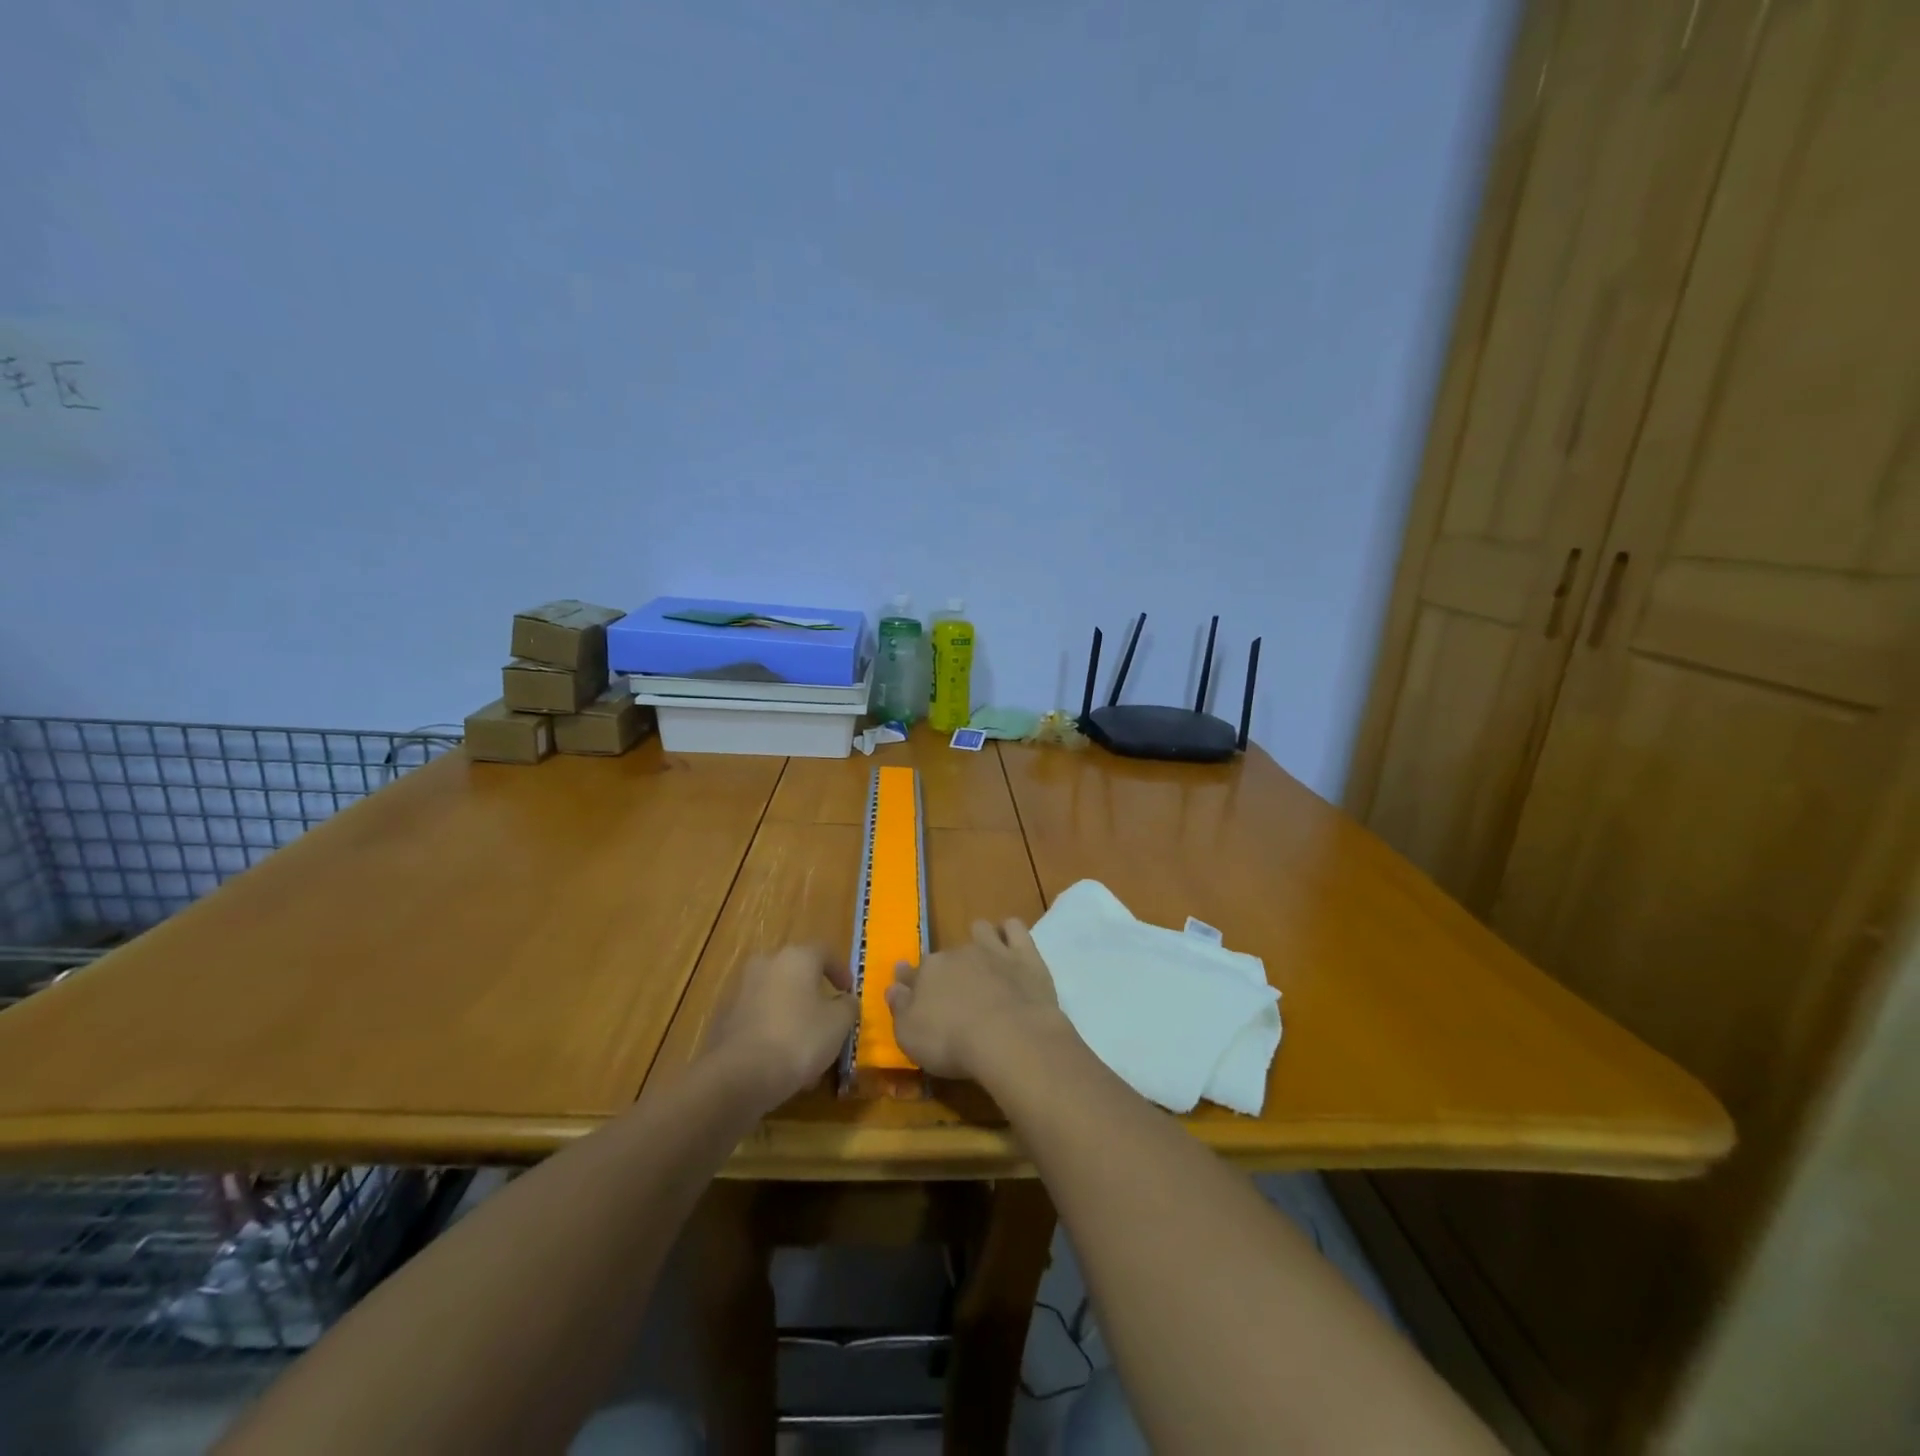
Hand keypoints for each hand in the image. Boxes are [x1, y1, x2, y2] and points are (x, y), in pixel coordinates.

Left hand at [702, 945, 856, 1110]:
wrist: (737, 1076)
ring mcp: (740, 991)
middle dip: (812, 995)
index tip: (848, 991)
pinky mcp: (723, 1019)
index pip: (825, 952)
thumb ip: (848, 1006)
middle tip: (827, 1019)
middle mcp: (765, 964)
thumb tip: (846, 1000)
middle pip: (796, 974)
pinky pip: (757, 1020)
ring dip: (792, 1017)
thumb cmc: (798, 1039)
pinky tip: (781, 1063)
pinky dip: (771, 1032)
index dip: (840, 971)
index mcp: (796, 957)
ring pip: (775, 999)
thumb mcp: (839, 1024)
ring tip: (806, 1050)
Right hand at [885, 918, 1066, 1079]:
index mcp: (928, 972)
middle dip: (948, 967)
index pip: (913, 972)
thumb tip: (893, 987)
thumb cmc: (952, 1042)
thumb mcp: (910, 1036)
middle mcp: (958, 953)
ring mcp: (993, 950)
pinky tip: (1011, 942)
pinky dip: (1010, 932)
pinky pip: (1015, 928)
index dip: (910, 979)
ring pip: (981, 930)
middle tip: (954, 990)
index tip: (908, 986)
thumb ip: (900, 1008)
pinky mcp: (1025, 955)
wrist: (1009, 1038)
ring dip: (979, 939)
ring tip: (984, 958)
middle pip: (948, 955)